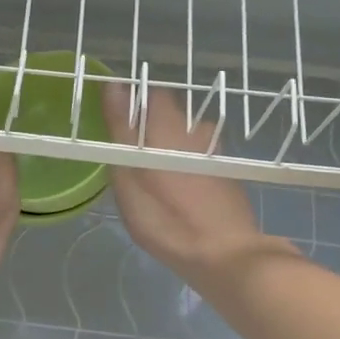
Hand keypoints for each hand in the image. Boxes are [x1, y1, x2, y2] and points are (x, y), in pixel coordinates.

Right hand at [101, 84, 293, 288]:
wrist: (224, 253)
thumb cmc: (166, 217)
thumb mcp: (130, 174)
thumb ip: (121, 128)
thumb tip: (114, 85)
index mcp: (169, 126)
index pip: (151, 94)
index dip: (133, 104)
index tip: (117, 126)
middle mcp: (197, 130)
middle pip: (170, 115)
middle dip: (150, 127)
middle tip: (131, 157)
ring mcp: (215, 152)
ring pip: (186, 136)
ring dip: (170, 146)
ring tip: (154, 174)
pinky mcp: (225, 173)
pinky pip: (199, 157)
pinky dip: (186, 164)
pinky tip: (179, 190)